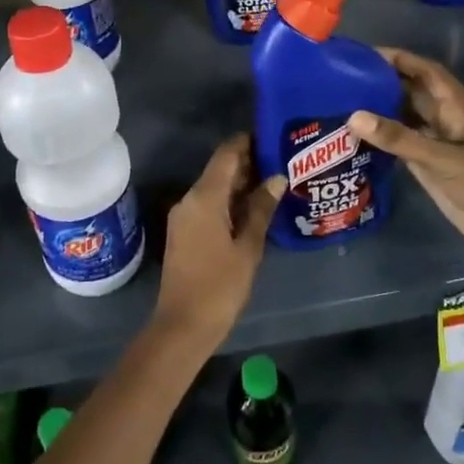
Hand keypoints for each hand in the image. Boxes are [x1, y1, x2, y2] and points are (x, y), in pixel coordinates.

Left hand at [153, 134, 285, 357]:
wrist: (182, 326)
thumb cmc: (219, 286)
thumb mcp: (248, 247)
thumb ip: (261, 210)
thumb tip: (276, 178)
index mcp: (204, 197)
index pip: (226, 154)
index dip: (247, 142)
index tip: (272, 137)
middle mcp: (189, 199)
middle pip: (219, 169)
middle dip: (248, 163)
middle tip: (281, 161)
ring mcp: (183, 216)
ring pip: (214, 188)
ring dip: (240, 184)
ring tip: (274, 182)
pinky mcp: (184, 232)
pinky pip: (208, 205)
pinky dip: (229, 201)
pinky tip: (254, 208)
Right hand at [348, 47, 463, 268]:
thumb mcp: (445, 159)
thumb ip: (399, 139)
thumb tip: (353, 116)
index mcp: (459, 107)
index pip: (426, 72)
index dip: (400, 60)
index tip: (365, 54)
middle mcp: (447, 121)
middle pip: (412, 94)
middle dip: (382, 84)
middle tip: (342, 80)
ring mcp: (439, 146)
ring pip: (405, 121)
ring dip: (379, 113)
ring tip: (341, 105)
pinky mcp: (432, 169)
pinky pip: (403, 147)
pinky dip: (382, 141)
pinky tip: (356, 139)